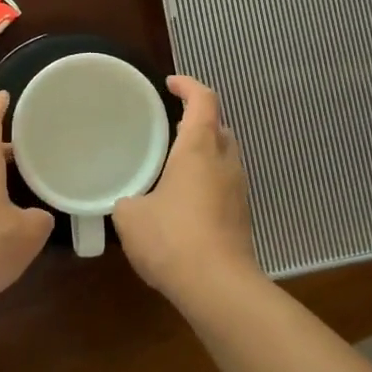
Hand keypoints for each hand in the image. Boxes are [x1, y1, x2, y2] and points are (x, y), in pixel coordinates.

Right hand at [113, 76, 264, 304]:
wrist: (218, 287)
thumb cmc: (172, 238)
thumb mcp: (130, 217)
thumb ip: (128, 200)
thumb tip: (130, 202)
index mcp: (199, 148)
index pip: (203, 100)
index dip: (189, 85)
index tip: (171, 84)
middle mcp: (225, 161)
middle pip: (219, 126)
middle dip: (198, 120)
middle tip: (170, 126)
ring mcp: (239, 189)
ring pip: (225, 157)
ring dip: (205, 152)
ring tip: (175, 163)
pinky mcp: (242, 216)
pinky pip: (225, 184)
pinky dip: (208, 180)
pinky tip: (185, 200)